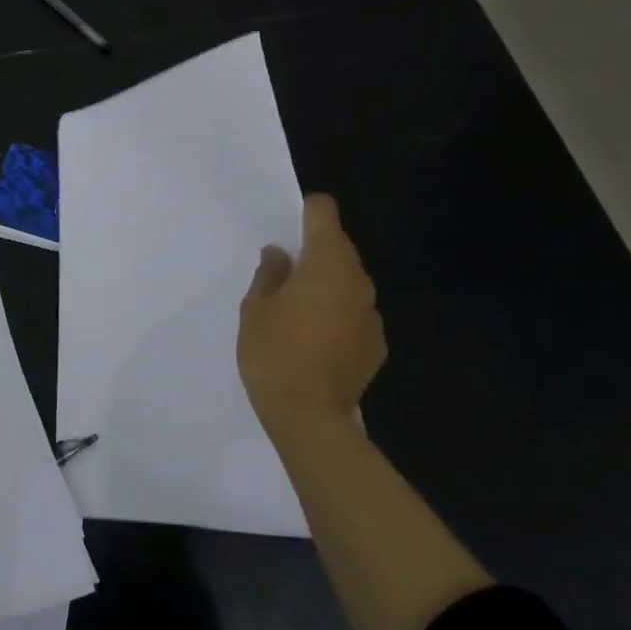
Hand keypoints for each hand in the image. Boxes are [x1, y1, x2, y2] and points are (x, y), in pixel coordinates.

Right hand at [237, 195, 385, 443]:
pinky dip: (337, 315)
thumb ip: (269, 274)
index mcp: (326, 263)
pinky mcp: (376, 344)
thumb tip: (280, 255)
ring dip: (326, 285)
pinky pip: (354, 314)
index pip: (324, 212)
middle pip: (339, 247)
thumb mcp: (255, 308)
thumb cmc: (273, 353)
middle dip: (314, 252)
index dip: (305, 212)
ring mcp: (371, 314)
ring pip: (348, 282)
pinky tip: (315, 340)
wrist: (309, 417)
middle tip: (282, 275)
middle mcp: (357, 281)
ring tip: (296, 310)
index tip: (286, 228)